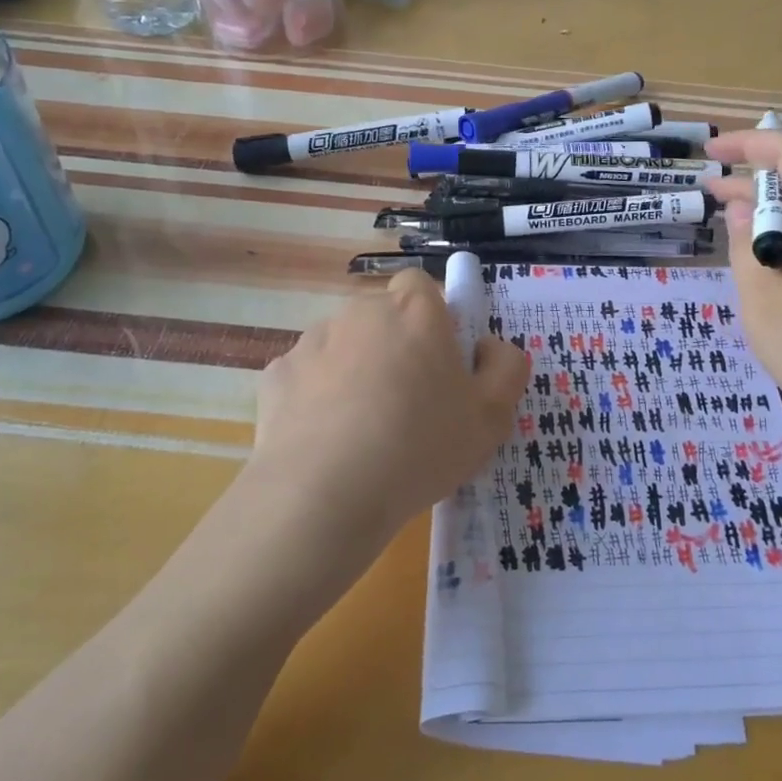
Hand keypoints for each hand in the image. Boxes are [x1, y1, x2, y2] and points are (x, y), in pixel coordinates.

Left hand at [246, 270, 527, 572]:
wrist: (323, 494)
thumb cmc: (420, 446)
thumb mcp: (492, 417)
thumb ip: (505, 368)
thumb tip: (489, 347)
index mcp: (414, 310)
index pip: (422, 286)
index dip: (434, 319)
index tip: (441, 364)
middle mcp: (360, 311)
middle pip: (383, 318)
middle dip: (395, 347)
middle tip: (410, 404)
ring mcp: (312, 341)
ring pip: (344, 347)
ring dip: (355, 372)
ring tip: (364, 432)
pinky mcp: (276, 375)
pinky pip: (307, 379)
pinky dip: (316, 400)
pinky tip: (326, 443)